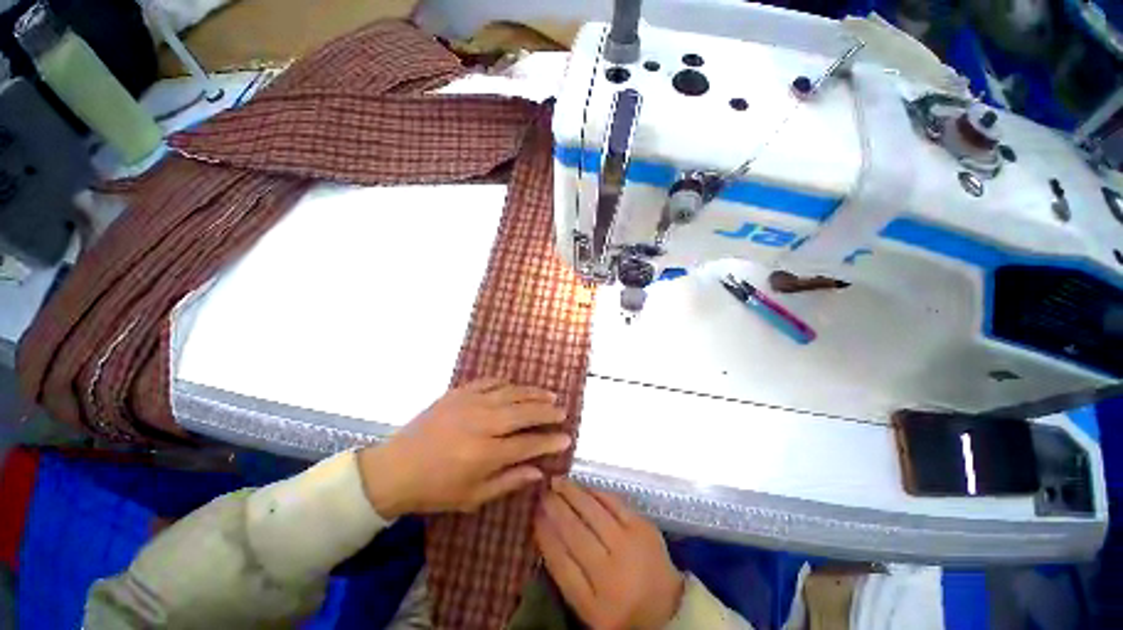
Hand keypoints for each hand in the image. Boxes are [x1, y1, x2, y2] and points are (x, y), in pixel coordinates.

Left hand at [357, 378, 570, 518]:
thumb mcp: (473, 498)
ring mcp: (469, 404)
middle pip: (523, 413)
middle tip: (563, 410)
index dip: (550, 441)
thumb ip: (509, 481)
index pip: (528, 444)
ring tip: (550, 394)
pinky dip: (506, 382)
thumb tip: (539, 471)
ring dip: (533, 393)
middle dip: (547, 411)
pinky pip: (489, 382)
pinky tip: (516, 385)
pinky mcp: (458, 393)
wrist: (395, 469)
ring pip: (511, 393)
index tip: (567, 438)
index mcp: (485, 454)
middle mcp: (481, 424)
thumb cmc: (435, 489)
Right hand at [534, 478, 684, 629]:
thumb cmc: (620, 607)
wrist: (668, 609)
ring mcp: (631, 547)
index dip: (543, 533)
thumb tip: (544, 527)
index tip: (532, 513)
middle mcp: (612, 575)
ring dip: (572, 493)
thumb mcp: (587, 605)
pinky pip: (614, 503)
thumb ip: (565, 572)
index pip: (560, 562)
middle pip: (575, 533)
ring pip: (593, 512)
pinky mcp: (645, 528)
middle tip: (542, 490)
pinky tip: (583, 485)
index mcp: (594, 605)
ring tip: (557, 480)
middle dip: (555, 507)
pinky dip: (595, 492)